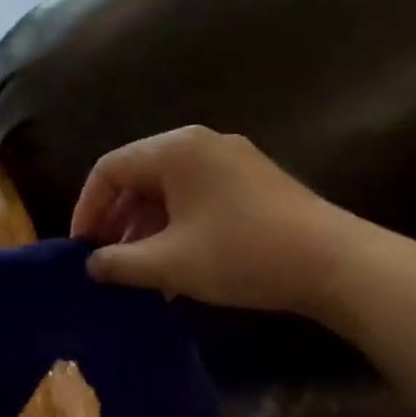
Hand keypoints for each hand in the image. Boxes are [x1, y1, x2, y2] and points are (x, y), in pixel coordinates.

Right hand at [70, 127, 364, 316]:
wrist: (334, 263)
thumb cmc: (241, 255)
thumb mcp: (169, 264)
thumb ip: (119, 263)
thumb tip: (91, 265)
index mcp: (175, 150)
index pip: (109, 169)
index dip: (87, 209)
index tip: (81, 250)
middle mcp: (201, 144)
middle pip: (138, 176)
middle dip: (117, 221)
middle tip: (108, 262)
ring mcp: (231, 161)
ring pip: (167, 190)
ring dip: (146, 229)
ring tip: (140, 272)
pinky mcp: (252, 182)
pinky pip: (196, 198)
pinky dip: (175, 227)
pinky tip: (176, 265)